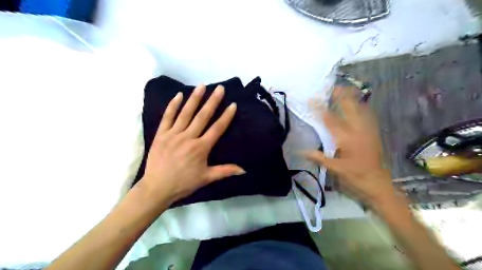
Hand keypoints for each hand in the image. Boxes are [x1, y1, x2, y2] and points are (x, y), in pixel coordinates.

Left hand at [139, 85, 245, 205]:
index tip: (233, 105)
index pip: (217, 128)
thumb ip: (225, 171)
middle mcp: (188, 137)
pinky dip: (173, 105)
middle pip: (202, 116)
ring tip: (202, 86)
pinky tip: (179, 95)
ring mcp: (173, 134)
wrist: (157, 188)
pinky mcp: (161, 134)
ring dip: (195, 98)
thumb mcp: (206, 178)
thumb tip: (244, 170)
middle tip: (219, 88)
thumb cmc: (184, 183)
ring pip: (186, 113)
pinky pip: (167, 117)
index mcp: (201, 148)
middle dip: (212, 101)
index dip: (226, 116)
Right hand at [305, 87, 395, 205]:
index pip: (330, 120)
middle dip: (340, 96)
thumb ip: (319, 158)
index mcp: (346, 139)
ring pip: (360, 109)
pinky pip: (367, 115)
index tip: (312, 99)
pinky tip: (357, 104)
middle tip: (332, 88)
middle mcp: (358, 131)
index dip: (320, 108)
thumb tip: (302, 151)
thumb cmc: (355, 176)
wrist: (377, 183)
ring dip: (352, 98)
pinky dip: (361, 107)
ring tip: (344, 90)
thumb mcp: (335, 169)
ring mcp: (368, 131)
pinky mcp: (373, 133)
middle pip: (349, 108)